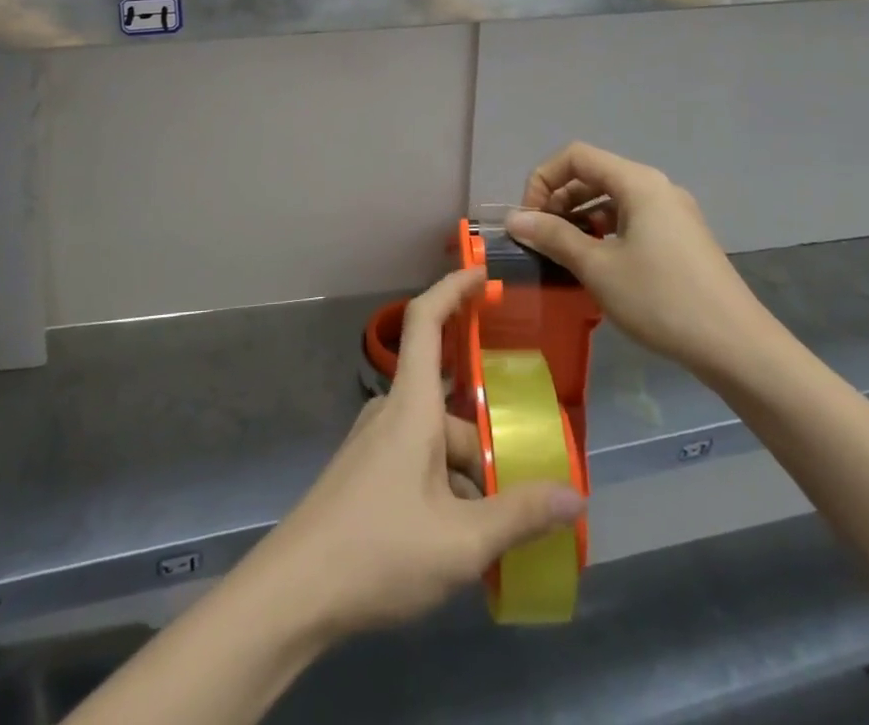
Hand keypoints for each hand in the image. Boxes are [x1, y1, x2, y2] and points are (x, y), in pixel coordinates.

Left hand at [243, 268, 585, 641]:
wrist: (294, 593)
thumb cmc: (379, 551)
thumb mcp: (461, 541)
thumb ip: (519, 516)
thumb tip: (574, 495)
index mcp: (411, 405)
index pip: (426, 320)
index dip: (453, 288)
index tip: (483, 273)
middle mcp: (392, 412)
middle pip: (451, 406)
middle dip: (489, 441)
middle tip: (530, 485)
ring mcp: (375, 443)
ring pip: (437, 441)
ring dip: (471, 475)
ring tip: (503, 533)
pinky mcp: (366, 473)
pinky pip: (419, 462)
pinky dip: (448, 488)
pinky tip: (464, 542)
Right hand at [506, 142, 783, 382]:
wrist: (738, 347)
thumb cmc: (661, 299)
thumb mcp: (598, 268)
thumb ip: (554, 237)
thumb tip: (515, 219)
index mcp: (638, 182)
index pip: (576, 156)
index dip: (543, 179)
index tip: (529, 218)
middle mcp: (657, 187)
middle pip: (594, 174)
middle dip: (559, 199)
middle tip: (541, 237)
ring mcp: (674, 213)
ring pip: (613, 199)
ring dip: (581, 217)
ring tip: (564, 253)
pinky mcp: (682, 238)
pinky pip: (633, 220)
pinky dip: (606, 232)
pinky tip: (598, 265)